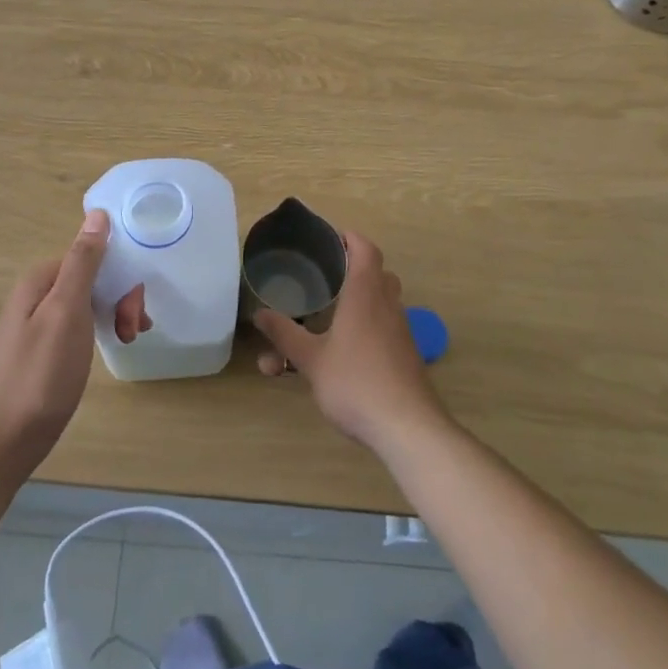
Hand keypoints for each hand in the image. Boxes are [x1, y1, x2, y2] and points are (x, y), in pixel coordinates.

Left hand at [0, 209, 127, 484]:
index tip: (134, 309)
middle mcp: (35, 295)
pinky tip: (106, 351)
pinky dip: (97, 334)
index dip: (119, 276)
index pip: (91, 255)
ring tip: (126, 343)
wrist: (0, 446)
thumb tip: (97, 213)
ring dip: (113, 316)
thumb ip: (83, 262)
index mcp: (40, 279)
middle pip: (89, 279)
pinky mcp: (40, 351)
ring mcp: (35, 324)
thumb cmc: (39, 377)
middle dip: (119, 299)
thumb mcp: (66, 313)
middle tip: (133, 331)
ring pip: (87, 304)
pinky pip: (76, 328)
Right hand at [253, 231, 448, 454]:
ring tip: (329, 314)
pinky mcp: (405, 356)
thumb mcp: (311, 360)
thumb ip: (285, 335)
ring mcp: (400, 331)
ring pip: (381, 302)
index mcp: (365, 294)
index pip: (365, 249)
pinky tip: (345, 350)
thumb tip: (259, 314)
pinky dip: (365, 327)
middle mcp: (387, 305)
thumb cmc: (356, 384)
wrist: (408, 429)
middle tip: (325, 276)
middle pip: (377, 273)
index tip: (327, 240)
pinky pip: (385, 327)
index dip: (349, 238)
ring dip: (358, 301)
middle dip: (352, 269)